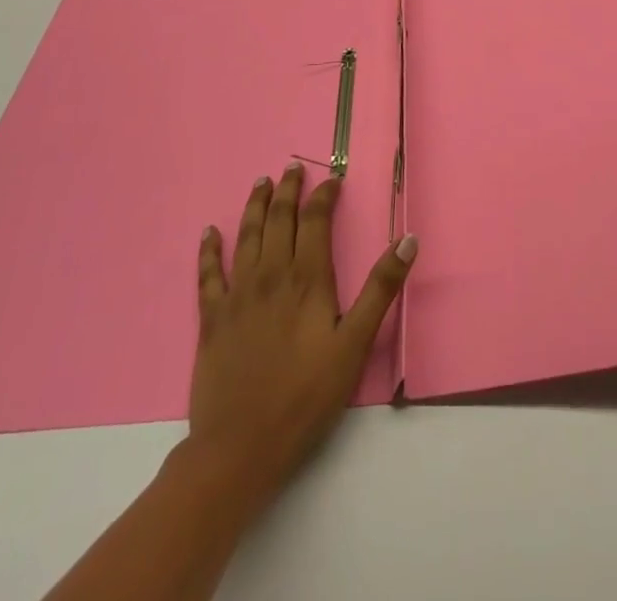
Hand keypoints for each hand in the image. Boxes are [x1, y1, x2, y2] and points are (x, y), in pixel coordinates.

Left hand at [185, 163, 415, 520]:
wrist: (240, 448)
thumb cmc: (306, 397)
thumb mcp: (355, 345)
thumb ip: (380, 289)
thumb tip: (408, 240)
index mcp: (307, 279)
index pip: (316, 221)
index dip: (324, 196)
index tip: (333, 181)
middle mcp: (271, 275)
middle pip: (279, 219)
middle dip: (287, 190)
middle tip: (292, 168)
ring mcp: (238, 295)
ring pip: (246, 236)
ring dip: (254, 206)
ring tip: (261, 183)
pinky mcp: (212, 318)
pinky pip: (208, 274)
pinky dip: (209, 250)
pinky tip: (209, 233)